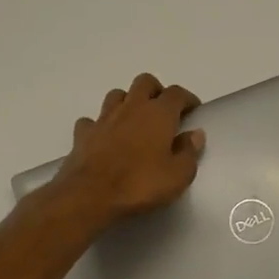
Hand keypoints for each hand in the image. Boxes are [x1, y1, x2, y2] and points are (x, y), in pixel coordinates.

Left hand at [52, 73, 204, 225]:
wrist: (89, 196)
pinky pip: (92, 121)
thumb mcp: (178, 176)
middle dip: (156, 91)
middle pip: (145, 82)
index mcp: (159, 114)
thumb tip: (195, 134)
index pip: (177, 93)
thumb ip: (189, 152)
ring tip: (134, 121)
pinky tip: (104, 138)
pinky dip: (100, 125)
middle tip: (163, 111)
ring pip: (117, 95)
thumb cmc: (139, 184)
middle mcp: (132, 107)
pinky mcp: (83, 134)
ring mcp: (104, 118)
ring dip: (127, 102)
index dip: (187, 98)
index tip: (193, 110)